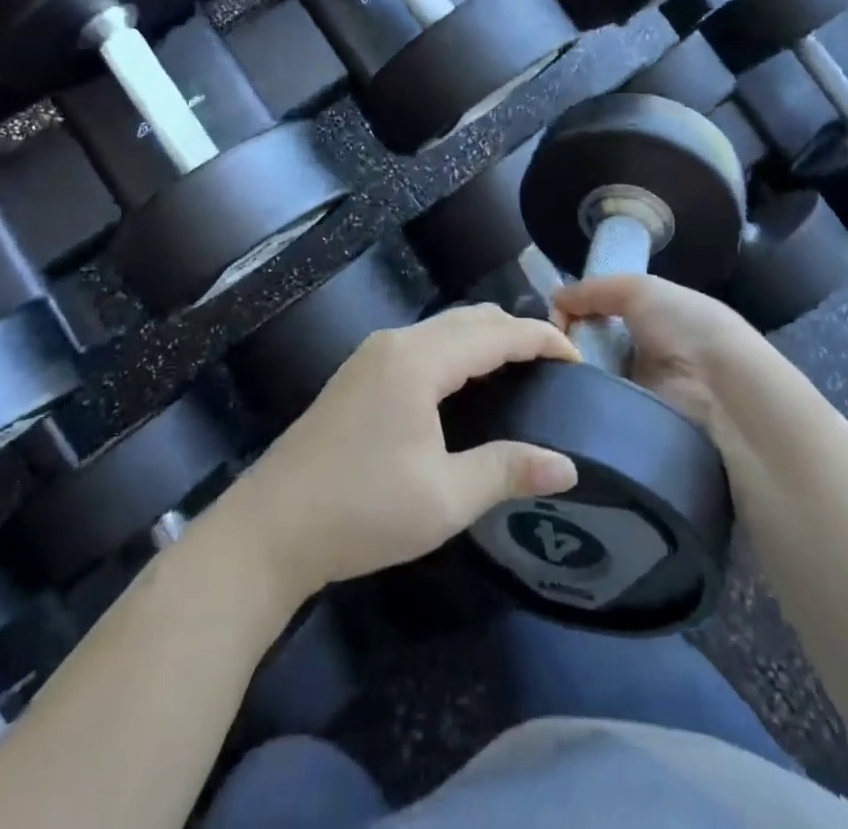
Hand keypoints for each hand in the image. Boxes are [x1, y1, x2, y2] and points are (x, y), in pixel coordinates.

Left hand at [219, 304, 580, 603]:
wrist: (270, 527)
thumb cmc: (361, 511)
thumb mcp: (444, 498)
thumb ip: (507, 470)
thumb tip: (567, 467)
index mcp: (419, 361)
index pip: (495, 333)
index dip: (541, 338)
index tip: (578, 357)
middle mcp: (396, 342)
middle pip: (470, 319)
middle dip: (516, 332)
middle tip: (554, 365)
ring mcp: (372, 355)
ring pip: (444, 328)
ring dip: (485, 339)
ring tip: (521, 371)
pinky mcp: (359, 373)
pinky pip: (423, 343)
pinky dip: (458, 350)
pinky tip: (468, 384)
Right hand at [553, 273, 773, 434]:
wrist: (725, 398)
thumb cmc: (687, 330)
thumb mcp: (640, 289)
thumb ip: (594, 290)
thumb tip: (554, 299)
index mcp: (659, 321)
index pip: (605, 314)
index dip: (577, 312)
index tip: (553, 319)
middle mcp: (651, 357)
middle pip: (594, 348)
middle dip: (568, 347)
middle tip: (543, 351)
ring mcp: (646, 398)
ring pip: (592, 384)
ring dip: (572, 379)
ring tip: (547, 378)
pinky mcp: (640, 436)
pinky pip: (600, 419)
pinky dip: (583, 412)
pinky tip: (563, 405)